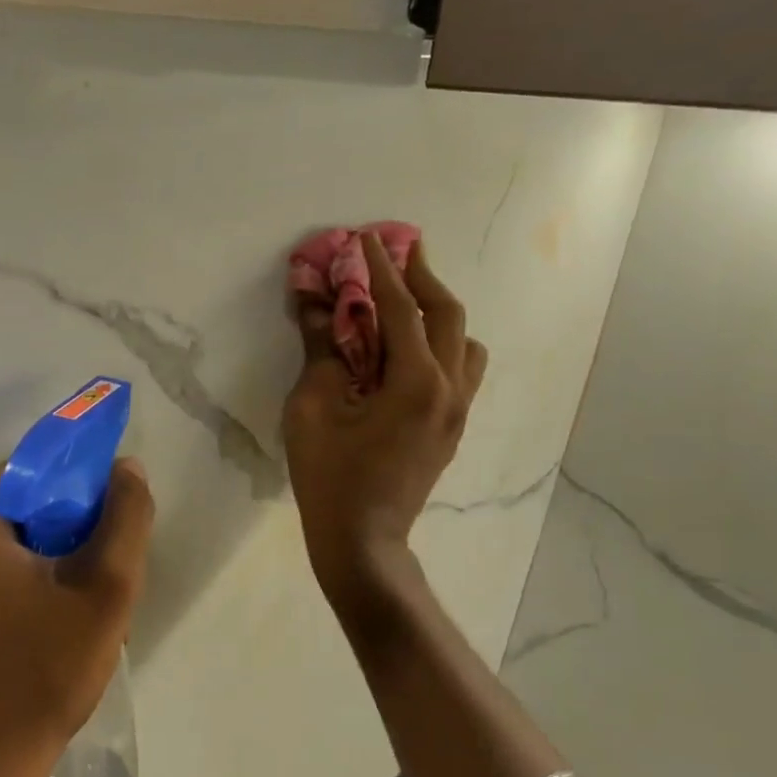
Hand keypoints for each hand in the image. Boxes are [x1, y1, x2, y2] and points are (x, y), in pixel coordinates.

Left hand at [0, 459, 154, 776]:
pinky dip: (40, 566)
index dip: (90, 482)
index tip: (122, 514)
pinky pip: (6, 555)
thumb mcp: (104, 589)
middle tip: (110, 560)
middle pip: (32, 497)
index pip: (42, 465)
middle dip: (77, 520)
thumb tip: (127, 468)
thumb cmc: (44, 669)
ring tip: (93, 587)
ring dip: (63, 547)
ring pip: (23, 529)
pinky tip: (66, 604)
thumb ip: (126, 518)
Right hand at [283, 232, 486, 603]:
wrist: (362, 539)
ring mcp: (457, 411)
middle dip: (422, 278)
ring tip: (407, 302)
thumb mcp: (312, 408)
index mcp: (416, 382)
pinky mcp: (452, 428)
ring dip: (438, 312)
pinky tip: (410, 351)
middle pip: (448, 315)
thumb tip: (314, 300)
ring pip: (464, 342)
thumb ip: (320, 349)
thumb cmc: (329, 475)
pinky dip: (441, 343)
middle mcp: (450, 389)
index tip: (368, 238)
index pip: (402, 309)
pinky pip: (461, 369)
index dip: (382, 270)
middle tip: (399, 253)